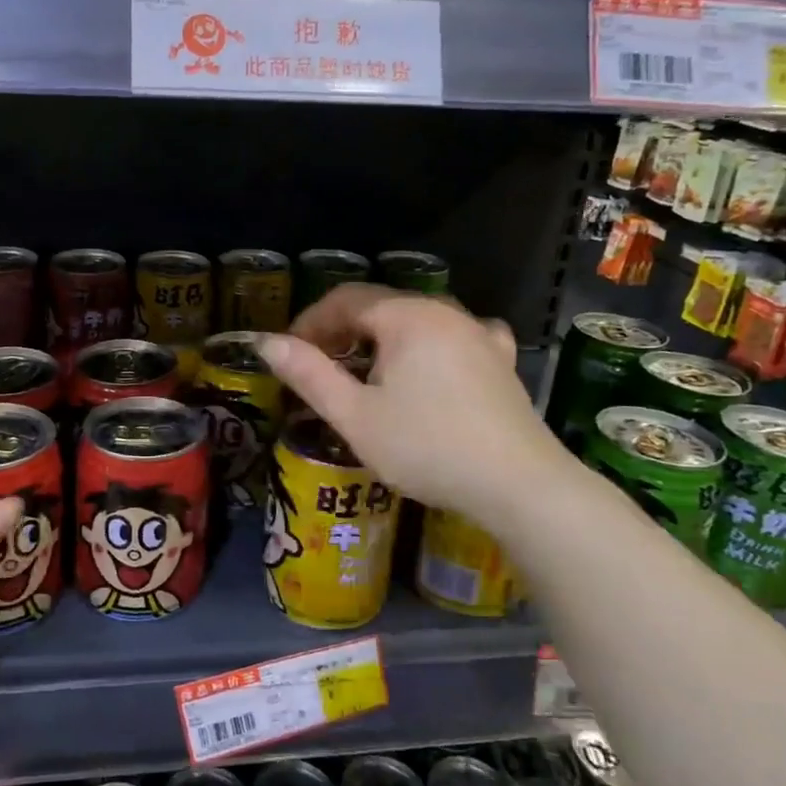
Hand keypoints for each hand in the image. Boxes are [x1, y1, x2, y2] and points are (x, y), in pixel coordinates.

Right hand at [259, 286, 565, 528]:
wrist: (519, 485)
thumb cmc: (427, 447)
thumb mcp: (356, 416)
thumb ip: (309, 375)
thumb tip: (267, 342)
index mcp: (407, 316)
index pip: (345, 299)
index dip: (310, 322)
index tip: (289, 354)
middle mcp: (445, 311)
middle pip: (381, 306)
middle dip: (342, 331)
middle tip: (319, 368)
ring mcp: (479, 334)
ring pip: (416, 322)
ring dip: (382, 341)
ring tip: (365, 374)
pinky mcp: (501, 360)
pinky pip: (455, 337)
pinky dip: (429, 346)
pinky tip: (431, 366)